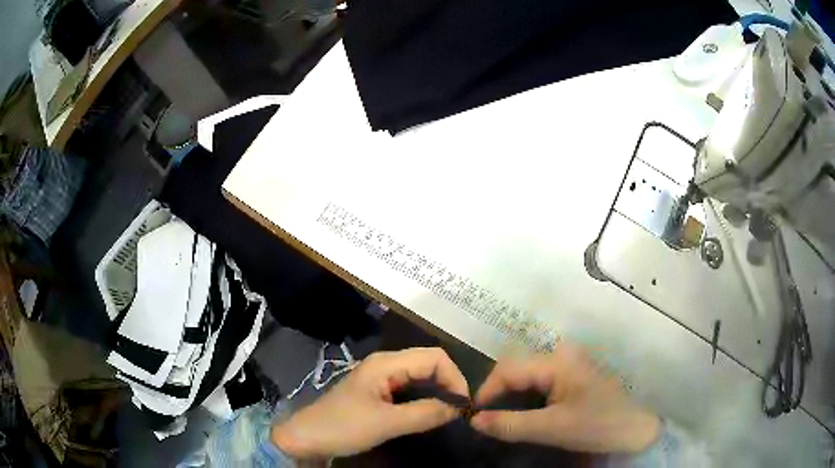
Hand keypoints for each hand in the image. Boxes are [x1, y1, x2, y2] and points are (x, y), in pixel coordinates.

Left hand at [271, 347, 468, 458]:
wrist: (307, 438)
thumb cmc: (342, 427)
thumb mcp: (385, 423)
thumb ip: (425, 414)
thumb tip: (460, 408)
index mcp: (386, 363)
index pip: (434, 357)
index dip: (454, 377)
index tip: (464, 405)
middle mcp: (386, 364)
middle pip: (430, 363)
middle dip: (449, 383)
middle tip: (461, 410)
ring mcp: (382, 377)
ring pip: (421, 375)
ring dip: (439, 390)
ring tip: (452, 412)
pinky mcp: (379, 391)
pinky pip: (411, 388)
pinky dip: (427, 397)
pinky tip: (432, 411)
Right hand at [470, 343, 659, 452]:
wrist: (634, 428)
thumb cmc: (597, 425)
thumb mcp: (551, 428)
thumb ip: (510, 424)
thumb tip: (473, 420)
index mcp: (557, 361)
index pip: (509, 369)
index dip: (487, 390)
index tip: (474, 416)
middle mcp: (561, 355)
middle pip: (516, 368)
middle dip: (497, 393)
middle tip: (486, 419)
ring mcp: (568, 364)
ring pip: (526, 375)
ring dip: (510, 396)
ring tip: (500, 418)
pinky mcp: (572, 375)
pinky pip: (539, 381)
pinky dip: (525, 397)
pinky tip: (523, 414)